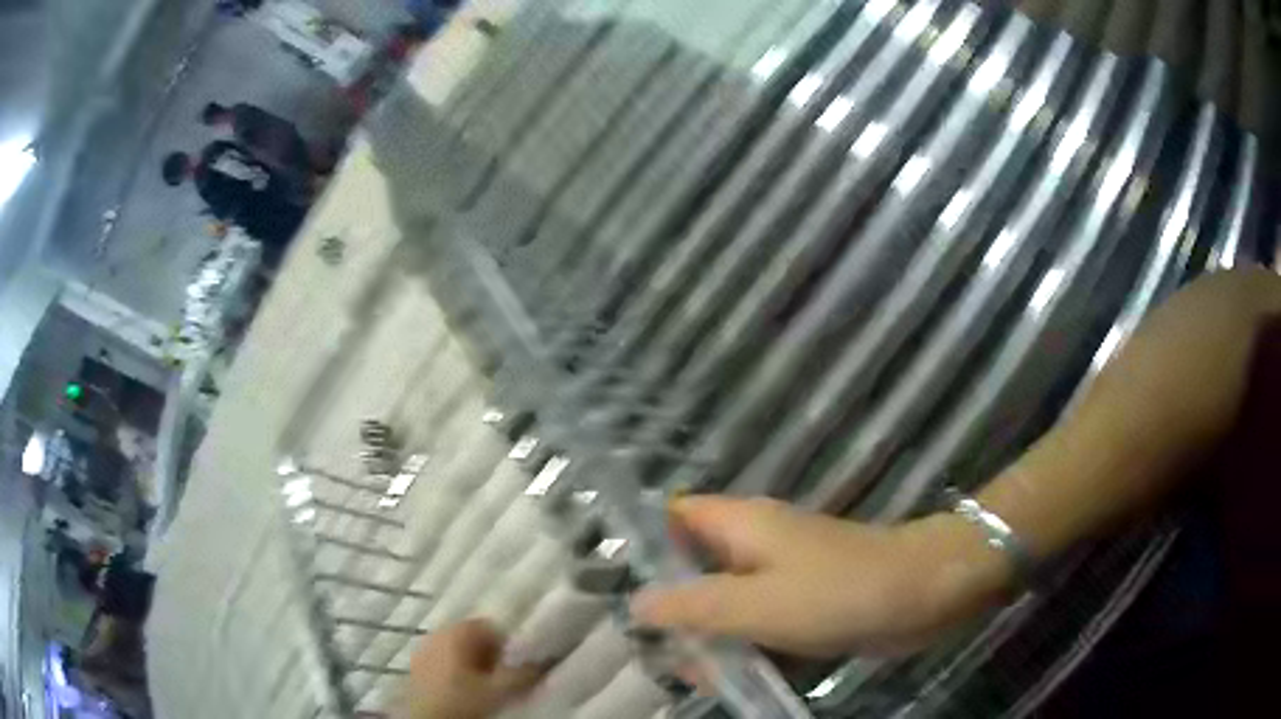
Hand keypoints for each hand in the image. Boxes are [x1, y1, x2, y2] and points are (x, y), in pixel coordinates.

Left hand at [395, 620, 543, 718]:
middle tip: (504, 676)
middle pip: (471, 637)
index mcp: (456, 631)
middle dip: (490, 654)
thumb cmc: (461, 700)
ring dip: (473, 665)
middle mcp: (437, 633)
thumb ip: (523, 673)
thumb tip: (543, 662)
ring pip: (457, 651)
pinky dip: (457, 673)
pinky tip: (465, 692)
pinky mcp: (416, 668)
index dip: (507, 643)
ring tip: (486, 687)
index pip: (489, 625)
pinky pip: (443, 663)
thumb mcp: (499, 690)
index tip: (517, 664)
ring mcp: (423, 650)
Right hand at [630, 497, 1011, 657]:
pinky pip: (759, 624)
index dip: (643, 546)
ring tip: (688, 677)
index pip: (673, 518)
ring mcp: (781, 577)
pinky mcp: (804, 605)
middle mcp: (754, 545)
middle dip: (673, 608)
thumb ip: (694, 606)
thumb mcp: (757, 604)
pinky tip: (728, 680)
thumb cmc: (838, 591)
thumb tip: (637, 604)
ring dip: (708, 637)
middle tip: (650, 652)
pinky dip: (742, 647)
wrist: (922, 593)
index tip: (616, 588)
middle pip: (695, 568)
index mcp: (739, 525)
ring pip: (726, 603)